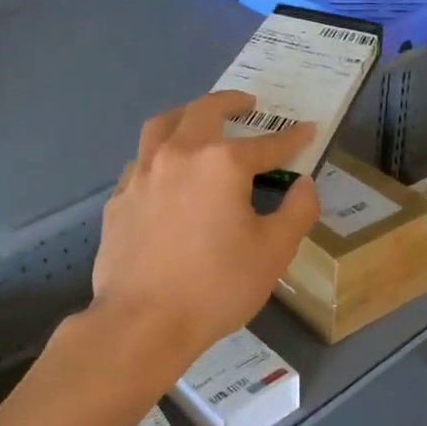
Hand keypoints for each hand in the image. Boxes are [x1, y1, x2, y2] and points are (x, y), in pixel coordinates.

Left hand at [89, 91, 320, 374]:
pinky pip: (141, 161)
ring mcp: (141, 175)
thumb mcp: (274, 252)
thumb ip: (298, 211)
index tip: (307, 130)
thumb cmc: (217, 286)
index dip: (292, 138)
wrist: (143, 322)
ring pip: (161, 126)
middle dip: (230, 103)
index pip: (266, 144)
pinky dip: (159, 154)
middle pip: (204, 112)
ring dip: (186, 116)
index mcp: (221, 164)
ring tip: (199, 121)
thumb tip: (304, 185)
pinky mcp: (119, 199)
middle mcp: (178, 155)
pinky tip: (166, 173)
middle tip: (247, 104)